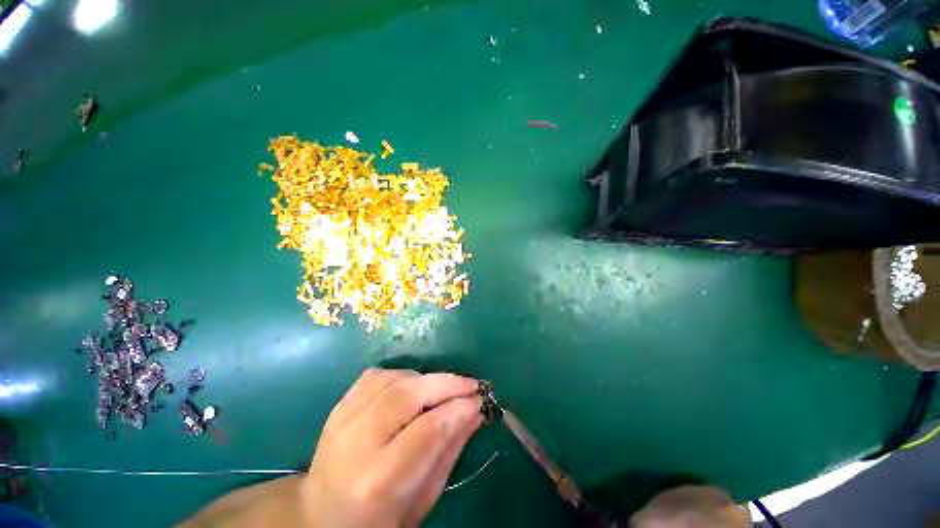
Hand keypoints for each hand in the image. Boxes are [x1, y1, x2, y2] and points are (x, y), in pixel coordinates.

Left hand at [301, 368, 482, 527]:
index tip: (480, 400)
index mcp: (378, 480)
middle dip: (447, 384)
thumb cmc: (380, 519)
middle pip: (409, 395)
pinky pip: (377, 375)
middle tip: (471, 384)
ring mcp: (343, 419)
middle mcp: (357, 443)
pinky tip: (413, 385)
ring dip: (428, 378)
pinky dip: (403, 374)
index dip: (459, 408)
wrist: (321, 516)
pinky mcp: (339, 405)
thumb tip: (476, 410)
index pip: (428, 429)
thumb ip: (450, 448)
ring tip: (445, 388)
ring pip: (395, 380)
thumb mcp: (423, 496)